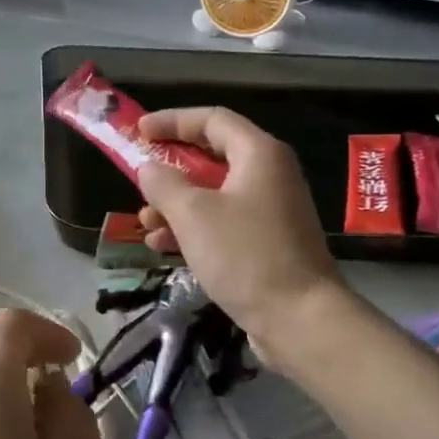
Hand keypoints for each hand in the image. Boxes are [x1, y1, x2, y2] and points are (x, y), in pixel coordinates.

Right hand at [136, 107, 342, 348]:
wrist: (300, 319)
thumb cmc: (245, 255)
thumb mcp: (192, 214)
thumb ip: (164, 183)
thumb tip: (149, 168)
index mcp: (259, 154)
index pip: (211, 119)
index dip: (172, 120)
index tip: (138, 131)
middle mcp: (268, 175)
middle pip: (211, 157)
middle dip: (170, 170)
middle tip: (138, 179)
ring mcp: (270, 211)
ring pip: (213, 194)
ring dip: (175, 205)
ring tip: (145, 223)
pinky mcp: (266, 243)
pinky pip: (222, 223)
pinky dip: (192, 229)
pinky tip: (163, 247)